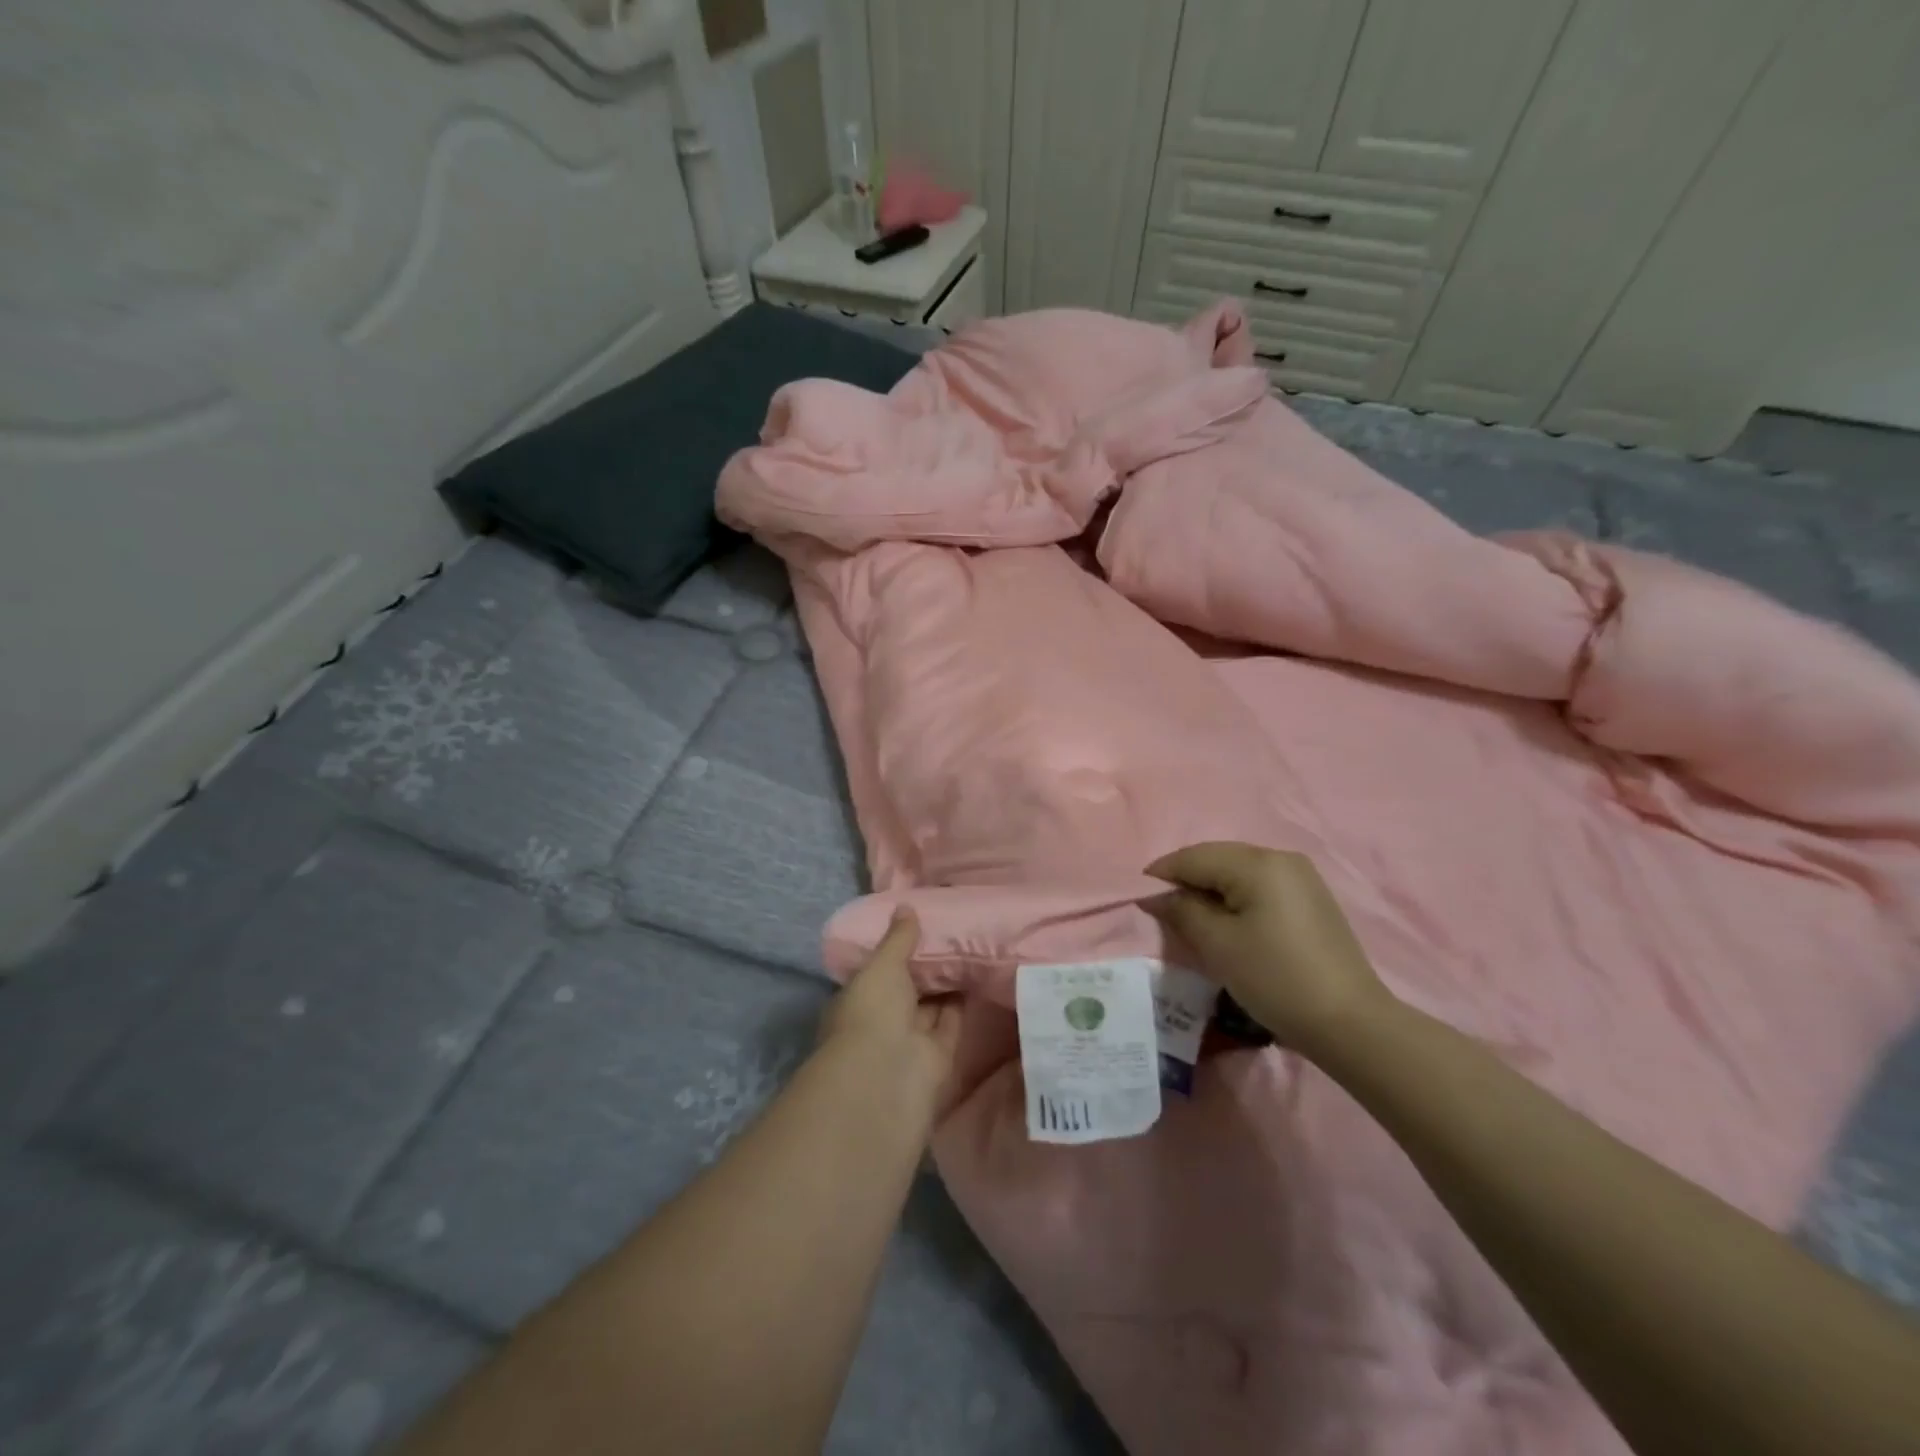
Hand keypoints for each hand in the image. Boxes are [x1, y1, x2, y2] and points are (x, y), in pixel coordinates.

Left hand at [818, 910, 961, 1111]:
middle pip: (908, 989)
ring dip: (948, 982)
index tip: (920, 927)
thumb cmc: (872, 1013)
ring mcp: (910, 1040)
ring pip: (932, 1004)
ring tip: (971, 945)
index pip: (878, 972)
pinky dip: (964, 1001)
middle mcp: (882, 1021)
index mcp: (858, 999)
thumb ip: (898, 939)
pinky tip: (980, 973)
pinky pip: (952, 1021)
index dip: (897, 952)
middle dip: (926, 966)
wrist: (887, 1077)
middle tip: (953, 931)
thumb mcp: (882, 966)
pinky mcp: (939, 1056)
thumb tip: (906, 907)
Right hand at [1146, 842, 1393, 1055]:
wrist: (1349, 1023)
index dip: (1162, 874)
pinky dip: (1234, 897)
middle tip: (1161, 908)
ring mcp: (1301, 878)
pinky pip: (1259, 886)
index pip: (1195, 857)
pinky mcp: (1311, 899)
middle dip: (1186, 879)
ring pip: (1238, 872)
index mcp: (1258, 862)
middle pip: (1217, 858)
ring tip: (1190, 917)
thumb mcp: (1218, 945)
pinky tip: (1226, 921)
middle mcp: (1281, 858)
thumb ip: (1182, 911)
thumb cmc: (1275, 978)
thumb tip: (1155, 896)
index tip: (1138, 896)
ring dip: (1210, 889)